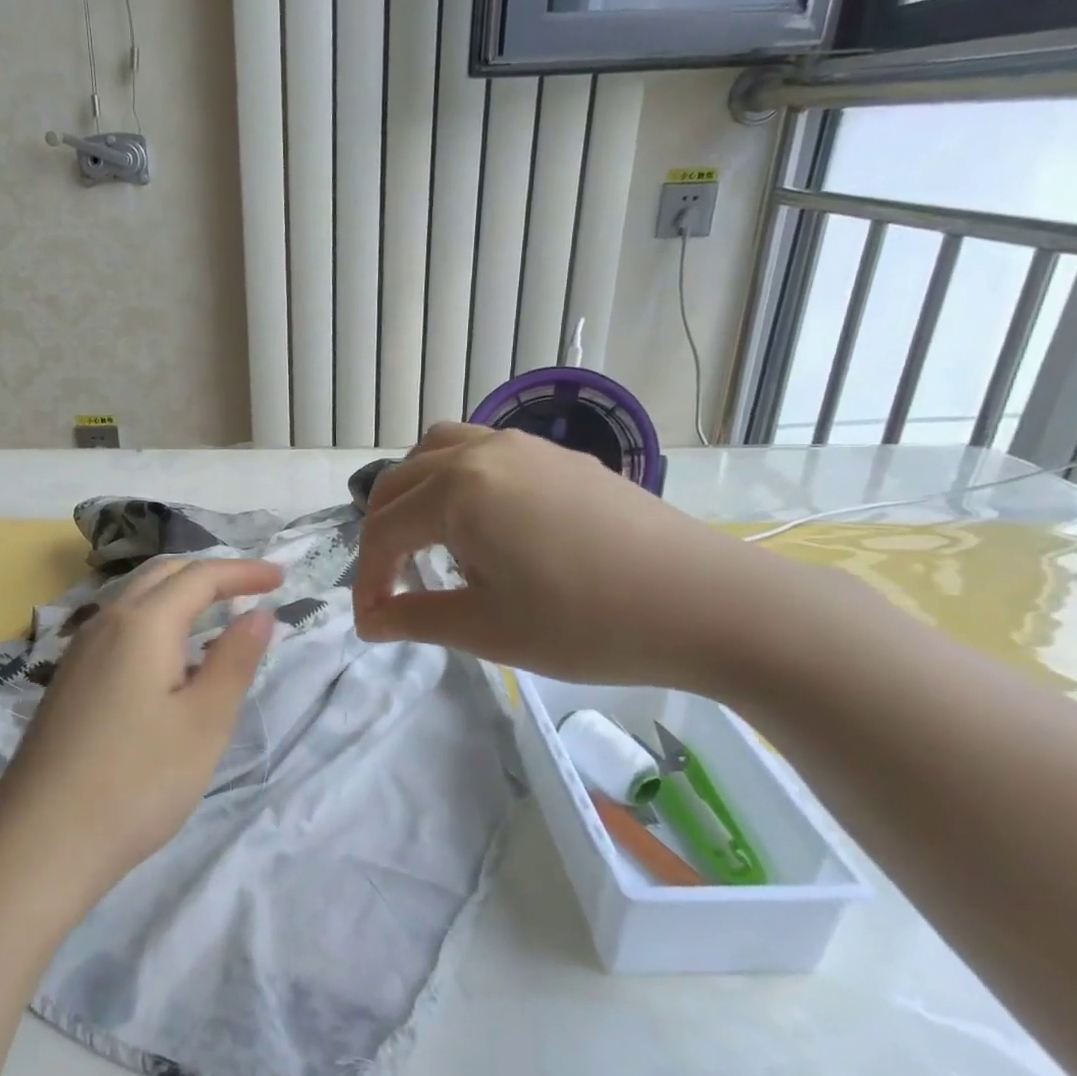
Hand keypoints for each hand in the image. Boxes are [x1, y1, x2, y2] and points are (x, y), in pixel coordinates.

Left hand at [0, 557, 280, 902]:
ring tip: (217, 616)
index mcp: (142, 624)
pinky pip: (119, 628)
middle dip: (211, 573)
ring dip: (180, 594)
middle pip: (163, 575)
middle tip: (252, 588)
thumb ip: (235, 660)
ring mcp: (79, 652)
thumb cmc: (137, 782)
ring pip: (135, 599)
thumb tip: (259, 614)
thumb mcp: (204, 722)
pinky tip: (169, 659)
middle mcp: (105, 623)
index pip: (200, 577)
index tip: (282, 578)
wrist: (40, 843)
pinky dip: (155, 620)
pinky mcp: (68, 681)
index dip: (244, 572)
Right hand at [354, 423, 774, 691]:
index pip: (384, 531)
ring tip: (427, 538)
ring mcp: (525, 446)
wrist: (707, 602)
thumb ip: (415, 619)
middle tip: (392, 585)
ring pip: (440, 449)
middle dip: (382, 534)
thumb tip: (371, 623)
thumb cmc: (587, 622)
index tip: (373, 625)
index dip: (369, 581)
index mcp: (457, 491)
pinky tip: (483, 523)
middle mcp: (482, 451)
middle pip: (401, 481)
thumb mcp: (487, 630)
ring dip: (416, 492)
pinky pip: (483, 450)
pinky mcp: (559, 457)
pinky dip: (457, 479)